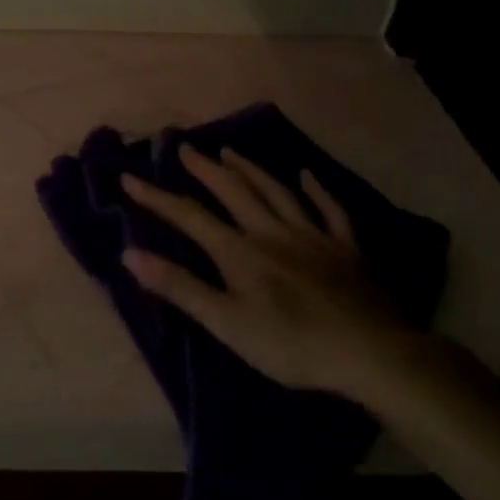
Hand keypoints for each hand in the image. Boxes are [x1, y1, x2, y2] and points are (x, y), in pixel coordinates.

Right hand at [120, 146, 427, 400]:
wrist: (369, 352)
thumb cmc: (289, 344)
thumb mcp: (225, 322)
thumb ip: (179, 287)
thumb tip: (130, 254)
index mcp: (239, 252)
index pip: (189, 217)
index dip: (156, 197)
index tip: (129, 177)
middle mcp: (272, 232)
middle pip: (234, 192)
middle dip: (205, 169)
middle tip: (185, 147)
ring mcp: (313, 236)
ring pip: (277, 192)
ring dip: (251, 170)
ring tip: (231, 152)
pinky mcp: (346, 249)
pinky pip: (330, 210)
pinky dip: (316, 190)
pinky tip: (307, 176)